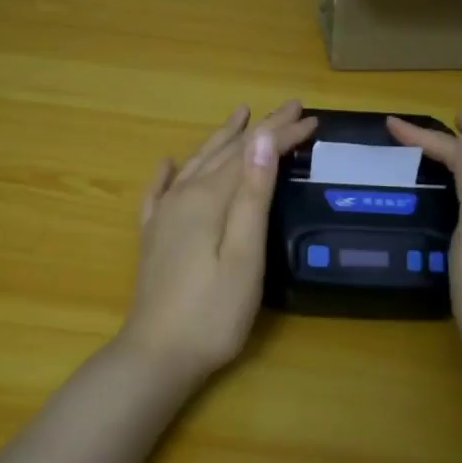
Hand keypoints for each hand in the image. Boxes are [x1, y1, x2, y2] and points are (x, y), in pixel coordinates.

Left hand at [118, 101, 318, 379]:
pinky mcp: (152, 237)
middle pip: (225, 152)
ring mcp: (163, 216)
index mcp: (209, 199)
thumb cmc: (213, 312)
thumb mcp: (245, 255)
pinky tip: (168, 163)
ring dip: (220, 139)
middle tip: (288, 107)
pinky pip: (157, 192)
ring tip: (238, 116)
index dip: (281, 133)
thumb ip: (251, 194)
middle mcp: (183, 196)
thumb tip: (260, 138)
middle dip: (259, 129)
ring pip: (196, 164)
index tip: (310, 117)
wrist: (156, 355)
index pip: (251, 153)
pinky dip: (166, 172)